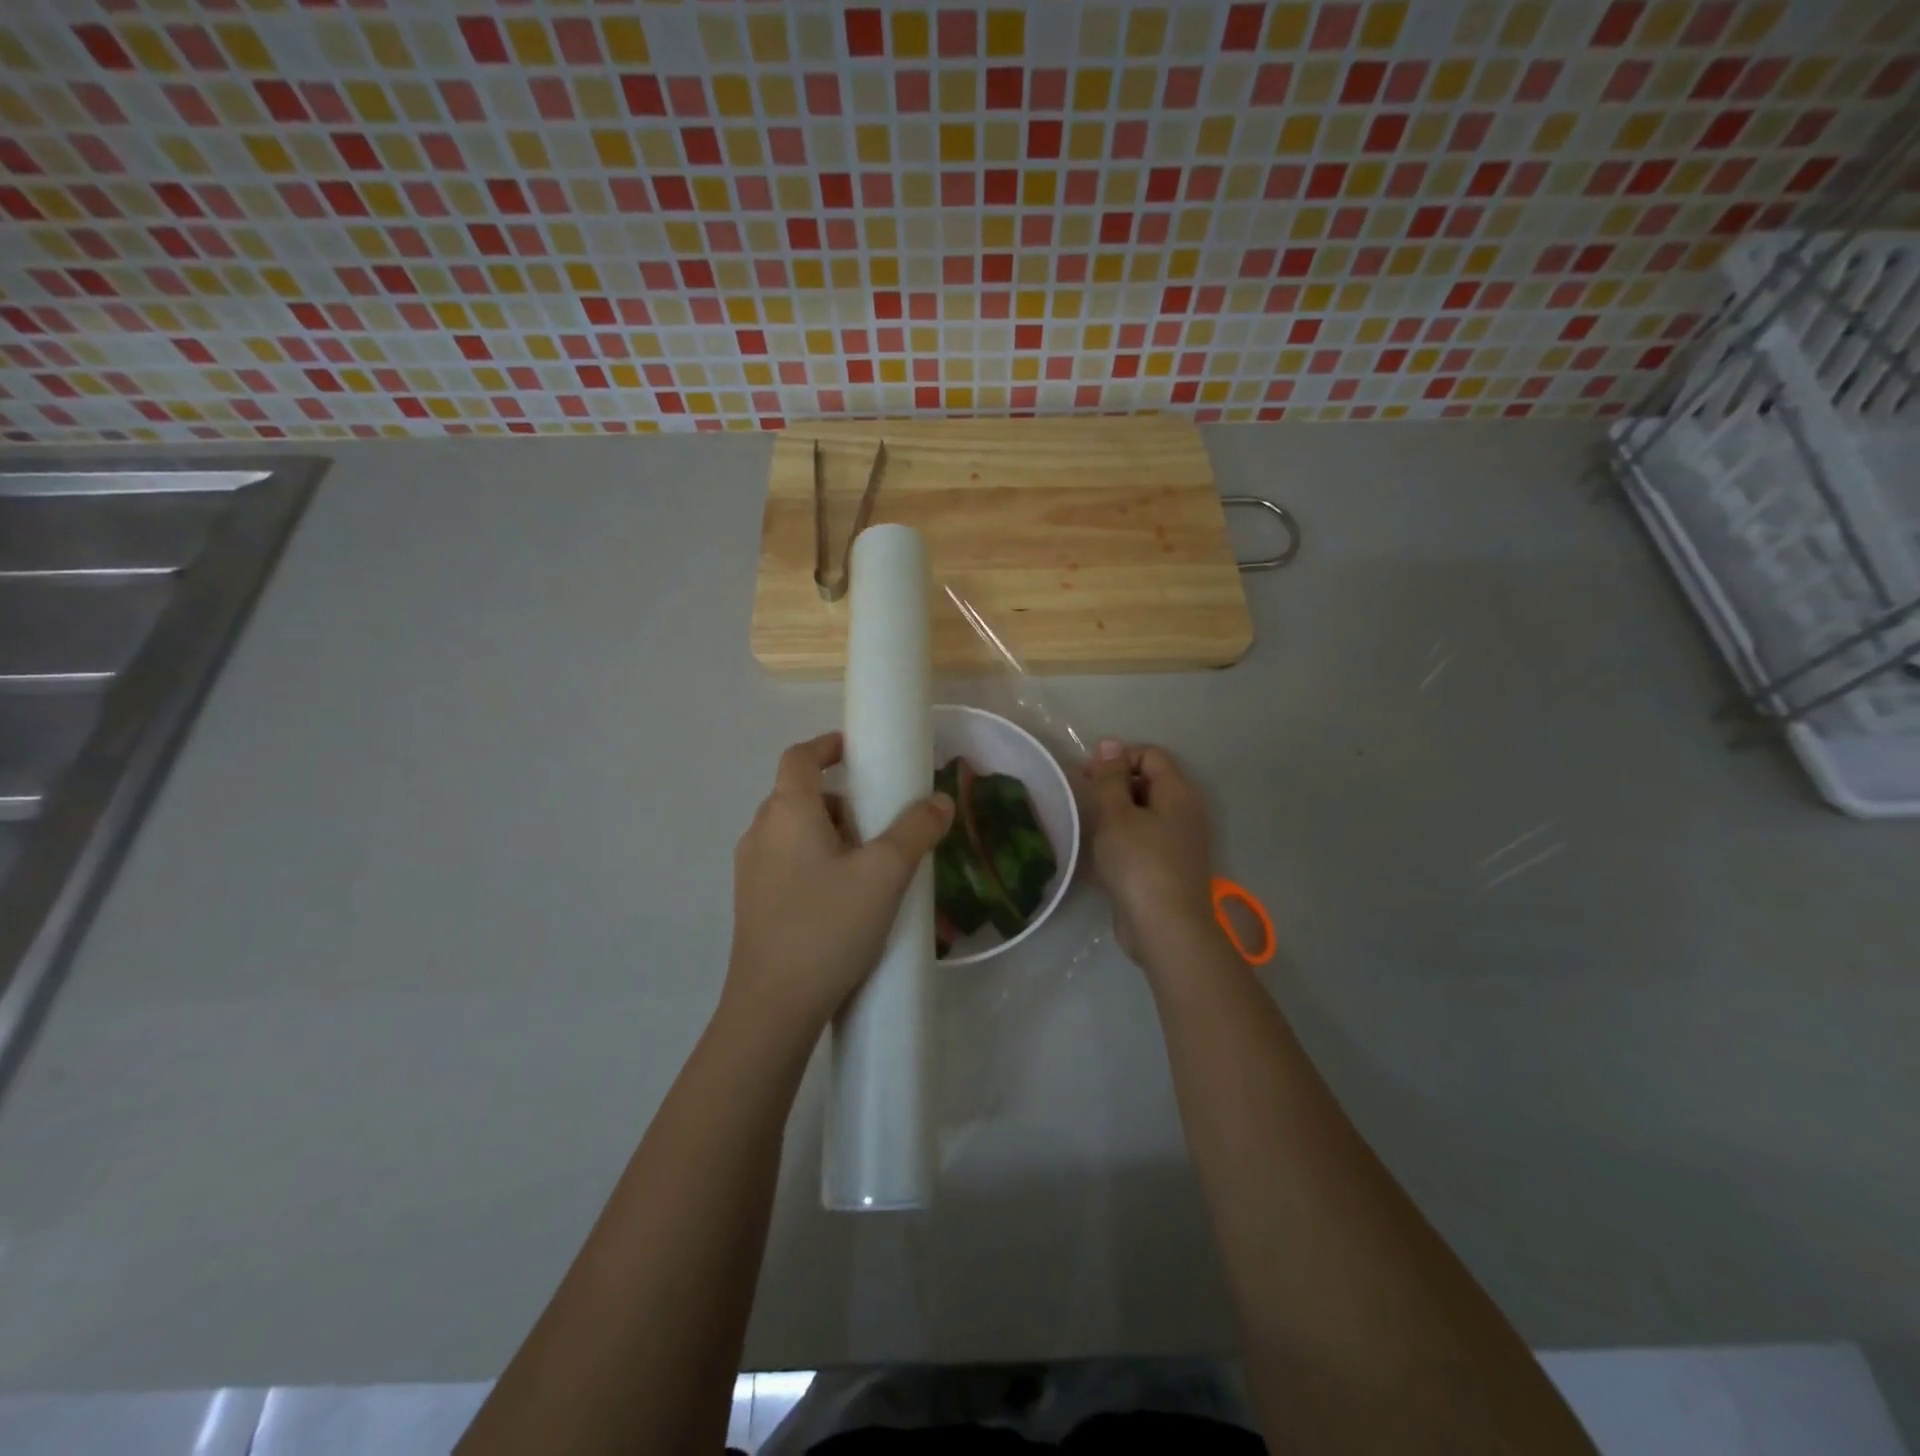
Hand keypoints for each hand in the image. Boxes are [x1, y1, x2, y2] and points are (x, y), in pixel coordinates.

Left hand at [725, 733, 953, 1037]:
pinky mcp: (753, 903)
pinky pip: (786, 863)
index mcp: (787, 812)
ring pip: (793, 832)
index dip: (827, 746)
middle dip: (841, 800)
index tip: (855, 750)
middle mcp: (761, 833)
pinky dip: (815, 861)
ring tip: (868, 866)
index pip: (799, 757)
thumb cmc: (829, 925)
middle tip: (879, 822)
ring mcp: (751, 871)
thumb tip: (941, 801)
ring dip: (830, 833)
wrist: (774, 1006)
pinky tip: (844, 899)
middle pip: (799, 796)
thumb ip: (917, 830)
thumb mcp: (885, 874)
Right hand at [1081, 738, 1218, 967]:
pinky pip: (1146, 837)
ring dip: (1117, 813)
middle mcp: (1185, 811)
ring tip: (1090, 825)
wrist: (1165, 928)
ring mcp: (1180, 840)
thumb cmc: (1139, 863)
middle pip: (1149, 781)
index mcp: (1178, 792)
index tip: (1089, 776)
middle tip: (1085, 799)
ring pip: (1146, 811)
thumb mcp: (1116, 815)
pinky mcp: (1170, 866)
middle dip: (1115, 784)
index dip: (1118, 757)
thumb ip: (1110, 778)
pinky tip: (1104, 852)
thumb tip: (1110, 744)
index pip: (1149, 754)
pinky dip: (1125, 837)